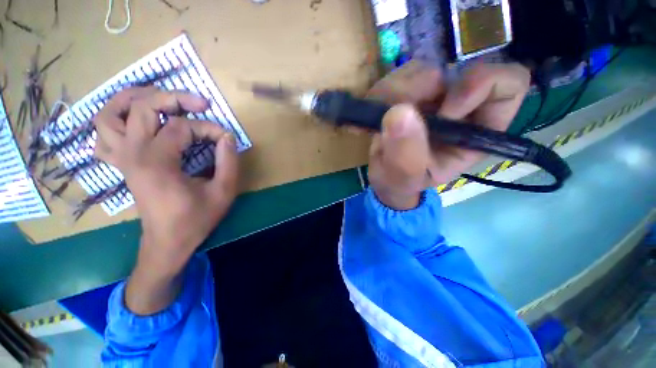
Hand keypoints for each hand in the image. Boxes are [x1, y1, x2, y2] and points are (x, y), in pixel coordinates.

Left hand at [94, 87, 238, 271]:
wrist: (168, 242)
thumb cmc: (196, 219)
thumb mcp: (223, 191)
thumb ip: (229, 161)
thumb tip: (227, 137)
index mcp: (157, 161)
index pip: (183, 127)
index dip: (209, 128)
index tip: (226, 138)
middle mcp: (132, 153)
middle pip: (143, 107)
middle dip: (175, 98)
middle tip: (200, 103)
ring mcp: (121, 158)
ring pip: (110, 114)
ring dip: (133, 99)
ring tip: (159, 98)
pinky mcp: (121, 165)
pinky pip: (104, 135)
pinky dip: (115, 121)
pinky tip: (135, 122)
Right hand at [366, 61, 529, 209]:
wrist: (384, 176)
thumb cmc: (401, 181)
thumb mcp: (404, 177)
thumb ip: (404, 154)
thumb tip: (399, 112)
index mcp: (475, 131)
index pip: (507, 85)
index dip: (480, 86)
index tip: (443, 112)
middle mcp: (459, 106)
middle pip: (453, 71)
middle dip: (417, 91)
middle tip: (392, 115)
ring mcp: (433, 95)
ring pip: (420, 69)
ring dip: (392, 93)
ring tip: (379, 122)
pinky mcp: (410, 91)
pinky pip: (396, 76)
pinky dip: (379, 93)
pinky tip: (374, 115)